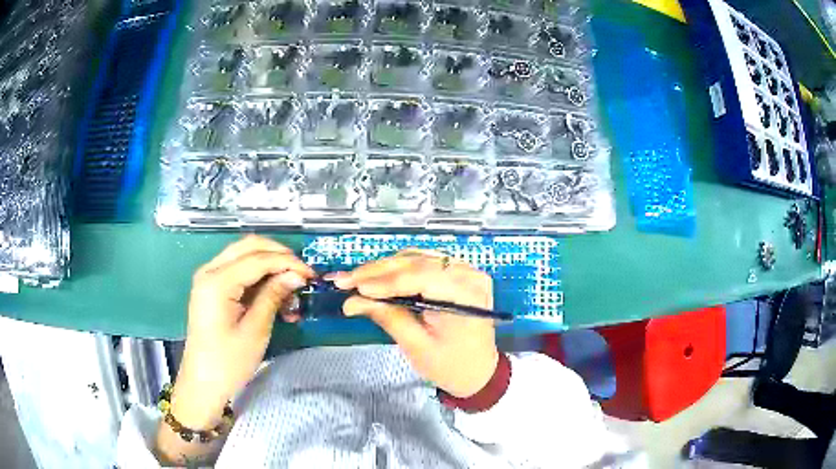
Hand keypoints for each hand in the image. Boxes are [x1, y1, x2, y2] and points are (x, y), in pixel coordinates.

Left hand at [171, 235, 314, 428]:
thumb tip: (296, 275)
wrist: (203, 382)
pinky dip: (258, 273)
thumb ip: (273, 296)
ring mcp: (208, 277)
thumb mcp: (255, 330)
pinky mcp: (212, 287)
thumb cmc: (228, 362)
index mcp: (217, 282)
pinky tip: (274, 290)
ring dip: (269, 262)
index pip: (257, 259)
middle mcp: (209, 270)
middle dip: (278, 254)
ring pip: (243, 253)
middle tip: (302, 272)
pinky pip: (238, 269)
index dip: (287, 262)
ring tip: (290, 282)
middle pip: (248, 246)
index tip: (311, 274)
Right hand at [330, 250, 497, 397]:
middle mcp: (469, 275)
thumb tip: (352, 301)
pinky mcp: (459, 274)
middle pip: (417, 263)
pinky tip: (380, 276)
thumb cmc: (451, 366)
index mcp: (465, 295)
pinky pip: (425, 263)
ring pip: (418, 258)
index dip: (383, 281)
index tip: (352, 286)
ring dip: (386, 268)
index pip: (420, 277)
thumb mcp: (417, 346)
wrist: (478, 372)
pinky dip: (401, 269)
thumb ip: (387, 317)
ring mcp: (466, 271)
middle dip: (378, 271)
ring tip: (358, 278)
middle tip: (346, 279)